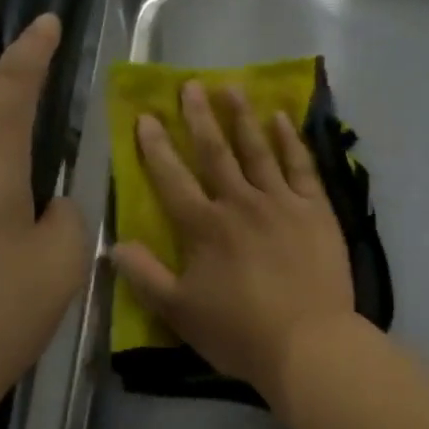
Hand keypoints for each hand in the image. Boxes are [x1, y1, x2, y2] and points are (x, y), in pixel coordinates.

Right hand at [112, 81, 355, 410]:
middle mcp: (240, 204)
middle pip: (215, 152)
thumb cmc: (239, 332)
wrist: (308, 343)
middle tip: (190, 84)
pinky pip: (301, 166)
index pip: (172, 178)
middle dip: (199, 117)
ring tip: (231, 88)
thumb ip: (145, 276)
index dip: (156, 147)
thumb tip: (112, 245)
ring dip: (242, 117)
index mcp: (204, 227)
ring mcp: (282, 203)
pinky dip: (290, 140)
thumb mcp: (179, 312)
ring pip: (258, 150)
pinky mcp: (316, 210)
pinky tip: (281, 119)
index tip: (146, 116)